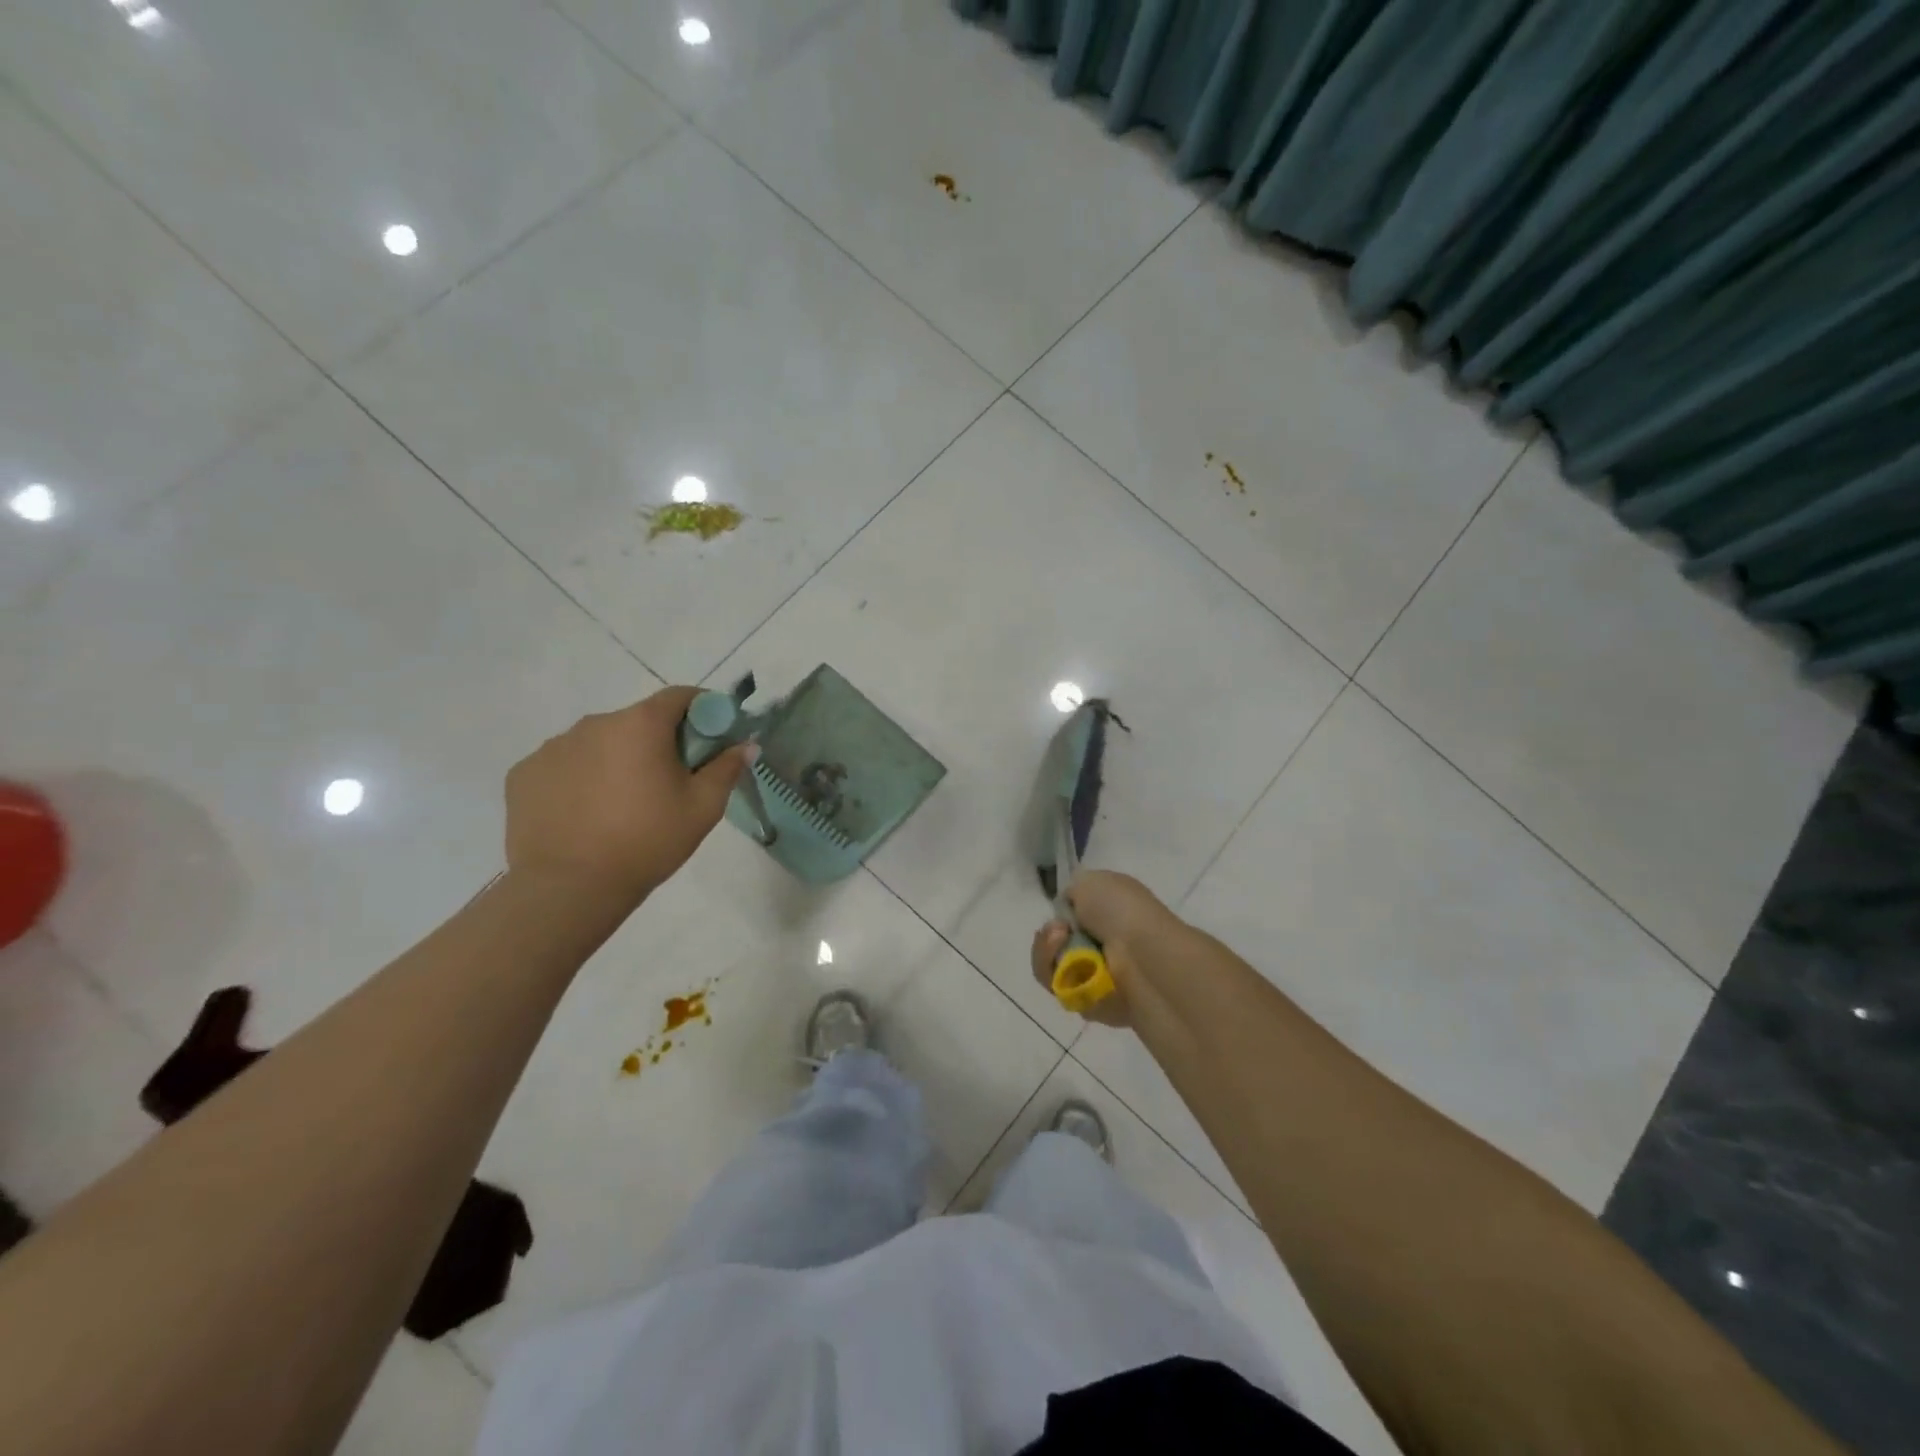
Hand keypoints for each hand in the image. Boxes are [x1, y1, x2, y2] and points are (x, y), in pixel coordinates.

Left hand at [505, 686, 754, 909]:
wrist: (569, 888)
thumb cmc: (647, 842)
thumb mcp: (703, 808)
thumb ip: (726, 768)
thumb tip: (747, 744)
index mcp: (640, 725)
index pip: (679, 697)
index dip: (702, 711)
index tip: (710, 738)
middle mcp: (594, 723)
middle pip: (637, 721)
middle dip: (657, 742)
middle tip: (668, 782)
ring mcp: (552, 747)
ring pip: (598, 743)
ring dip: (616, 760)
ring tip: (621, 805)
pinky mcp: (524, 774)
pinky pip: (564, 765)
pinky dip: (580, 779)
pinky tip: (585, 814)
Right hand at [1030, 871, 1186, 1026]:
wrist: (1144, 957)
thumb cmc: (1121, 911)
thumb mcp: (1090, 881)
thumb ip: (1072, 891)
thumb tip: (1069, 907)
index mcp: (1110, 915)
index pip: (1071, 919)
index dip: (1058, 916)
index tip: (1059, 915)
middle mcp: (1105, 946)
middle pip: (1055, 945)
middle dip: (1048, 938)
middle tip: (1059, 932)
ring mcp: (1098, 976)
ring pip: (1052, 969)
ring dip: (1048, 954)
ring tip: (1063, 945)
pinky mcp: (1093, 1004)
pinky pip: (1062, 992)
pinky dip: (1062, 979)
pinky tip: (1075, 971)